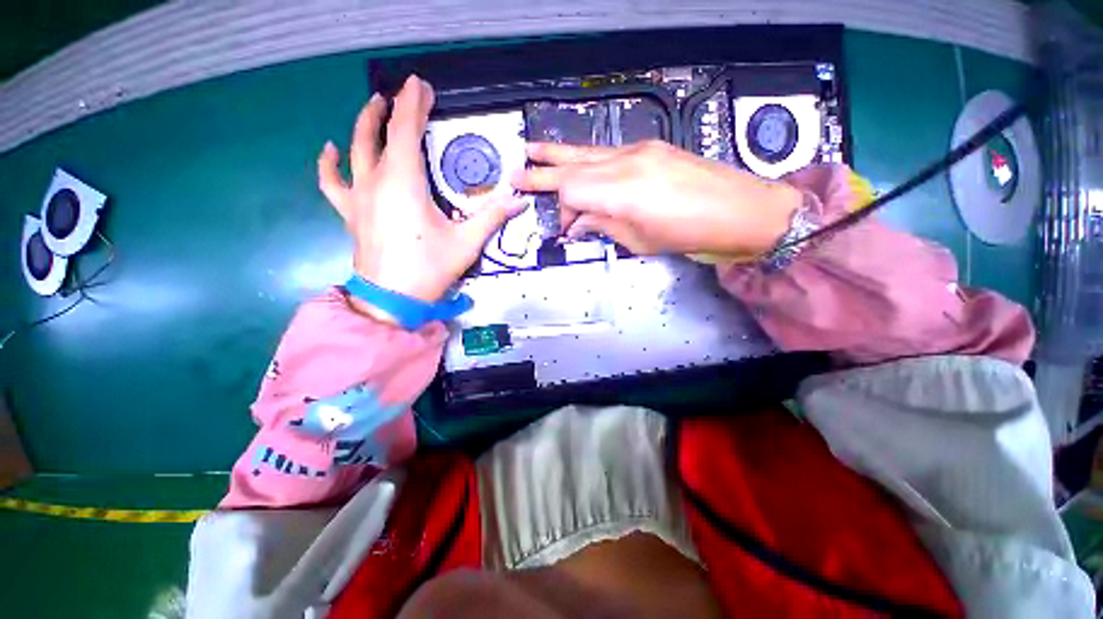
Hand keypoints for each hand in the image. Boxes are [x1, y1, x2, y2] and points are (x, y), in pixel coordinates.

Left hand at [318, 76, 523, 312]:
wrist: (393, 299)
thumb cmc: (430, 268)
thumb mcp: (467, 242)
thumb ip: (493, 217)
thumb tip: (521, 201)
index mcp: (405, 182)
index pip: (405, 129)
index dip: (413, 103)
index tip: (421, 85)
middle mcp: (377, 179)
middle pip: (380, 133)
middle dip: (393, 108)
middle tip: (406, 94)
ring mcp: (359, 195)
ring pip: (355, 149)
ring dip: (365, 124)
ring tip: (374, 106)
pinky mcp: (350, 212)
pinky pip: (331, 181)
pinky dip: (329, 163)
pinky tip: (332, 149)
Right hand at [512, 140, 801, 255]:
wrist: (741, 210)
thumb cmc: (689, 235)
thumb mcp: (640, 240)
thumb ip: (603, 226)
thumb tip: (578, 224)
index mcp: (622, 192)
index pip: (571, 189)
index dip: (562, 210)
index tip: (564, 228)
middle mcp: (626, 163)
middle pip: (573, 164)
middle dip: (543, 170)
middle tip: (517, 170)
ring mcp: (639, 150)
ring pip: (588, 152)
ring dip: (561, 158)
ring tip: (536, 154)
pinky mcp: (650, 147)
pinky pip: (608, 154)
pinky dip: (590, 165)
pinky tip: (582, 170)